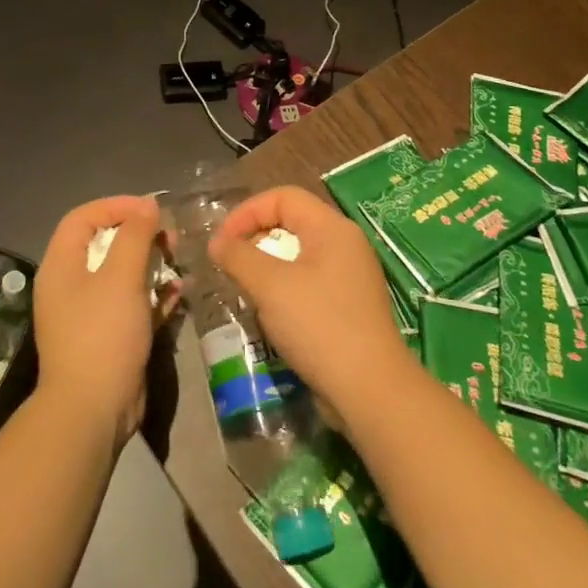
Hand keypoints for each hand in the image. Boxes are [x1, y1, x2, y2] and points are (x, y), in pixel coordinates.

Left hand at [34, 195, 168, 443]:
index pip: (83, 218)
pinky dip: (153, 295)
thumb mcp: (121, 277)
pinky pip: (131, 304)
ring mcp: (89, 313)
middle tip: (169, 237)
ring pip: (121, 275)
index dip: (116, 206)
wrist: (93, 409)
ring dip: (150, 264)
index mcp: (61, 266)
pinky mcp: (109, 337)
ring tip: (178, 261)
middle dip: (139, 235)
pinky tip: (177, 293)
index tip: (150, 209)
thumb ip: (135, 236)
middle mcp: (70, 285)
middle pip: (104, 244)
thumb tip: (147, 204)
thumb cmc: (103, 334)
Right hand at [209, 186, 411, 419]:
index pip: (283, 197)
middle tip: (231, 265)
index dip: (247, 212)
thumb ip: (239, 256)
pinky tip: (272, 314)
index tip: (222, 242)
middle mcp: (346, 244)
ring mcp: (352, 276)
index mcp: (332, 228)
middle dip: (255, 238)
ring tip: (247, 290)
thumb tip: (217, 242)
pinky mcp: (350, 305)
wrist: (370, 389)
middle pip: (292, 222)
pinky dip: (286, 288)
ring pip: (300, 254)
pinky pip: (311, 281)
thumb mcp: (270, 286)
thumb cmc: (319, 325)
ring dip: (268, 266)